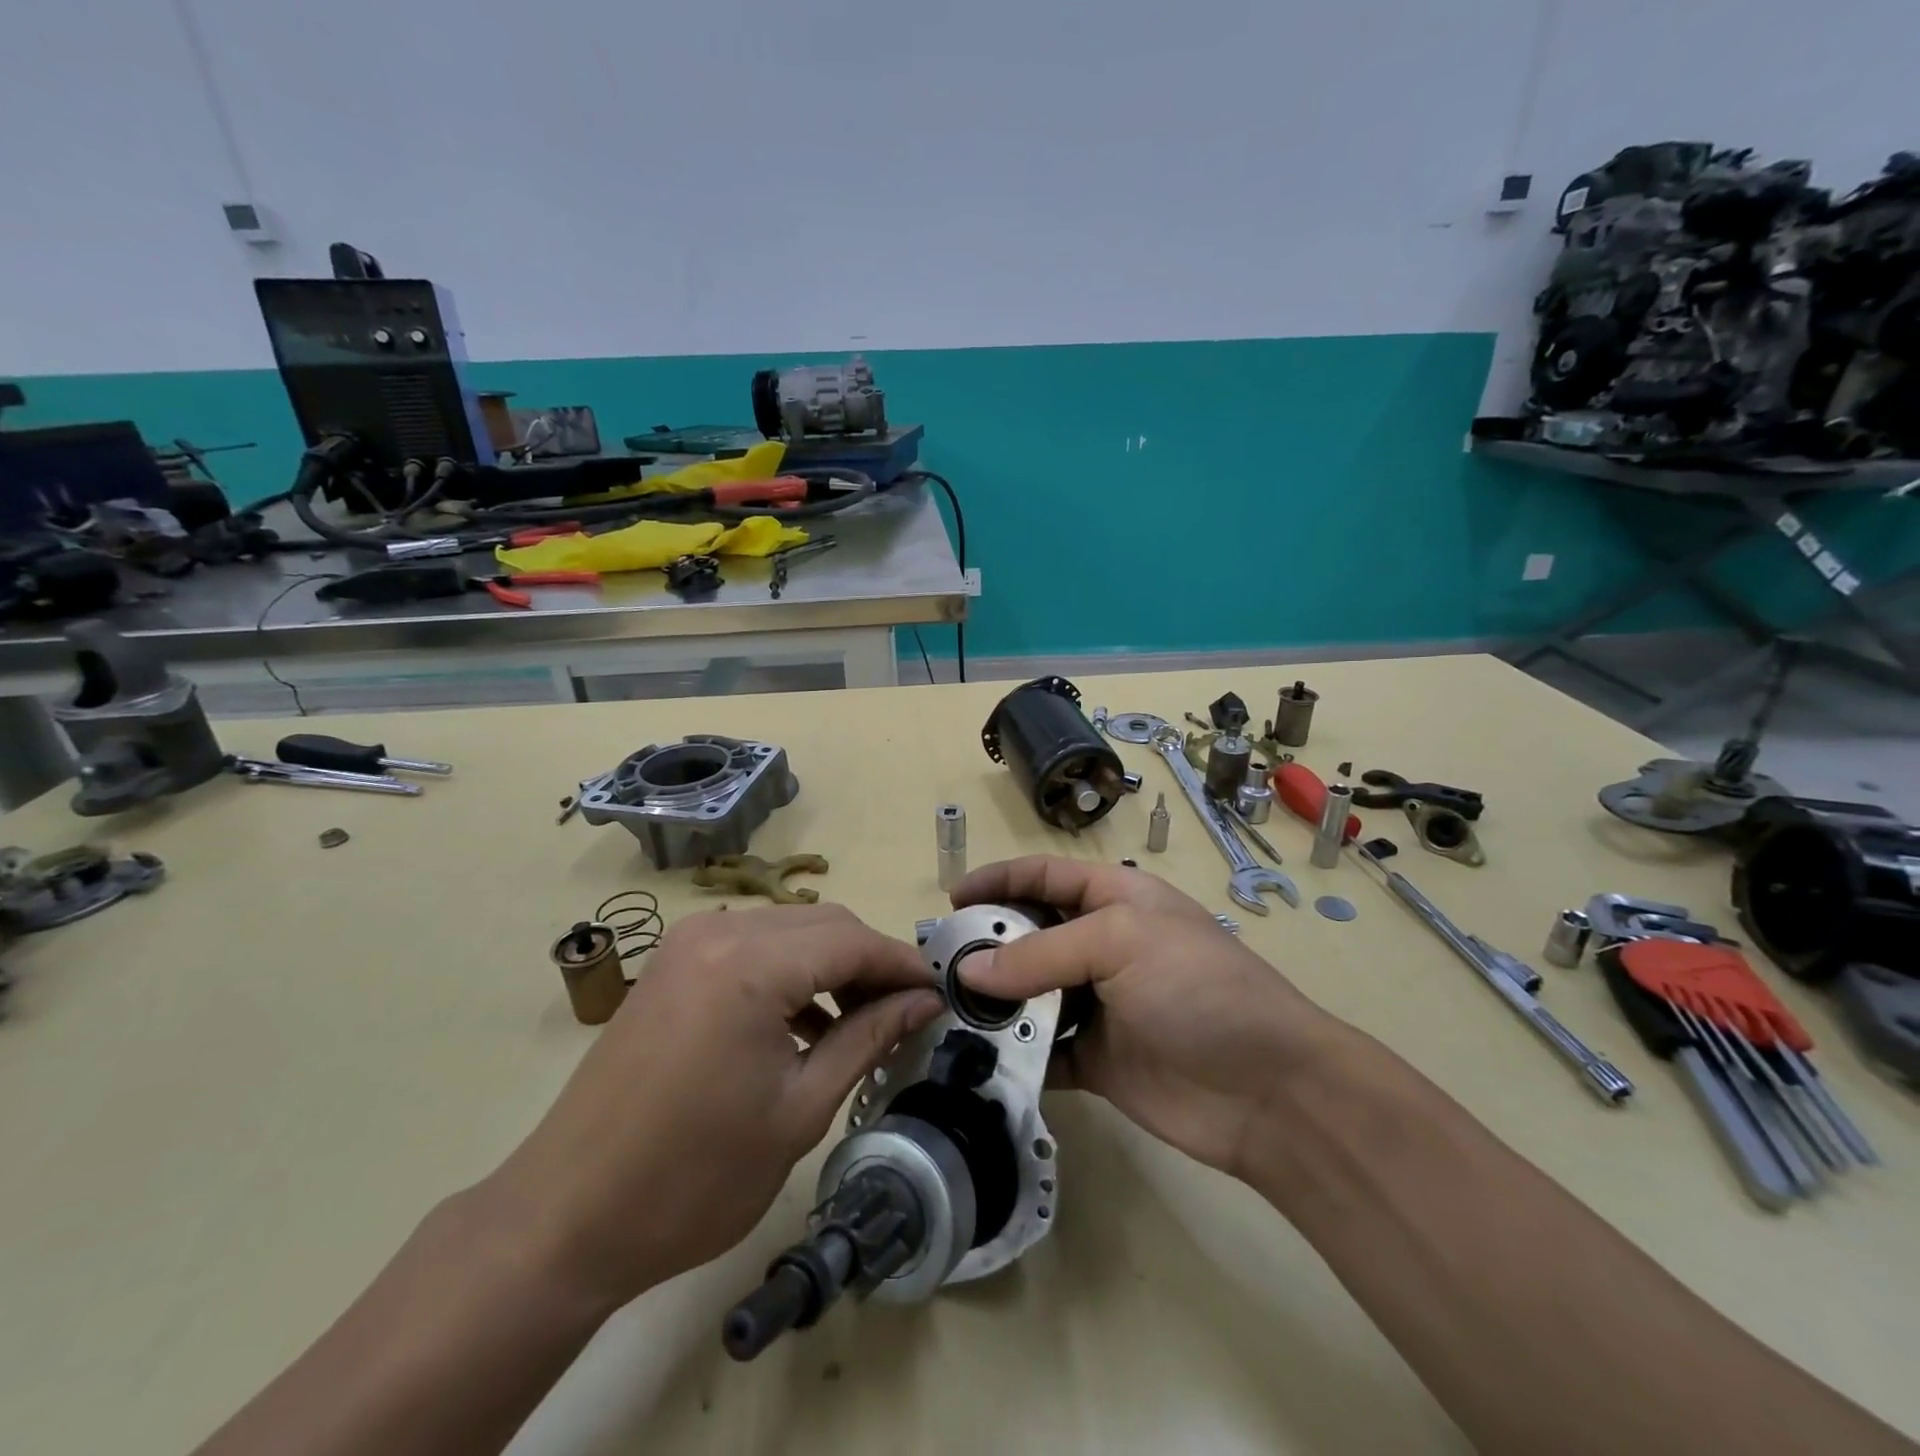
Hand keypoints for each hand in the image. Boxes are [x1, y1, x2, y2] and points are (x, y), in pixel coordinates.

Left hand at [486, 903, 943, 1312]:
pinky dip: (790, 971)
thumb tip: (925, 1002)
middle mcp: (718, 931)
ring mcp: (689, 942)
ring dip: (832, 964)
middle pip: (824, 924)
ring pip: (790, 929)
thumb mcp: (799, 1109)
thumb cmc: (693, 1177)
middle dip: (870, 961)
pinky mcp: (674, 962)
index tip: (941, 994)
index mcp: (750, 964)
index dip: (903, 966)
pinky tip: (806, 1022)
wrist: (567, 1217)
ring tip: (862, 1019)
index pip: (852, 941)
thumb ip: (868, 1038)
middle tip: (906, 1011)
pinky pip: (753, 946)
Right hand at [951, 857, 1339, 1180]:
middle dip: (986, 945)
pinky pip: (1042, 1049)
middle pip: (1030, 934)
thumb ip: (1038, 954)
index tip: (951, 900)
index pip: (1044, 876)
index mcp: (1115, 899)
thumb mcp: (1119, 943)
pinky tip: (979, 1058)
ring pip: (1030, 993)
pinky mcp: (1095, 1059)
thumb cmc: (1196, 988)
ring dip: (994, 1002)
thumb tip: (966, 973)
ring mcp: (1098, 1004)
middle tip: (938, 965)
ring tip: (946, 1011)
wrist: (1269, 1091)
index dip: (998, 881)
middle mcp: (1103, 945)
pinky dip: (1013, 1053)